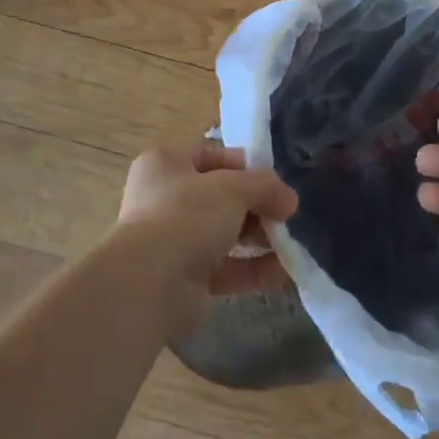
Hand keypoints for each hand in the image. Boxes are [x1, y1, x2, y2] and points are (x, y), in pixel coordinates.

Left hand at [112, 139, 298, 339]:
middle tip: (285, 213)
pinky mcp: (185, 280)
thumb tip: (289, 200)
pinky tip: (283, 272)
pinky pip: (225, 268)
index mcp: (166, 164)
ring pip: (224, 233)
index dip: (242, 163)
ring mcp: (174, 241)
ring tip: (289, 243)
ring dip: (258, 238)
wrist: (149, 284)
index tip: (271, 178)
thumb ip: (264, 186)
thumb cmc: (186, 215)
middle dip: (255, 204)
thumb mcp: (233, 187)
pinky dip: (253, 269)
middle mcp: (165, 200)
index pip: (209, 154)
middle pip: (219, 196)